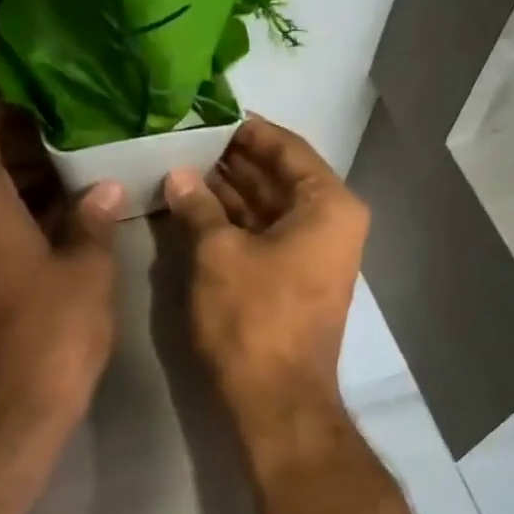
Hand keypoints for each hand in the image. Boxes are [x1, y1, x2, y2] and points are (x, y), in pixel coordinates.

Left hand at [0, 102, 121, 426]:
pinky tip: (57, 211)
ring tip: (67, 166)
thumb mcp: (87, 268)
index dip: (1, 104)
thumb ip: (92, 218)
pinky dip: (7, 205)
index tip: (44, 99)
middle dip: (10, 137)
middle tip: (63, 133)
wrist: (11, 404)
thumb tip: (103, 188)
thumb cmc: (51, 329)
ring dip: (10, 172)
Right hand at [163, 117, 368, 427]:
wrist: (277, 399)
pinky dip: (237, 223)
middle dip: (234, 162)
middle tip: (185, 141)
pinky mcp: (298, 280)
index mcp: (329, 204)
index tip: (207, 115)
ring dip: (231, 192)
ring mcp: (317, 254)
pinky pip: (268, 236)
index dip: (245, 131)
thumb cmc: (254, 318)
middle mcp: (333, 223)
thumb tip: (180, 175)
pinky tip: (199, 208)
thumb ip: (199, 206)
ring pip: (271, 208)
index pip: (287, 148)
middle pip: (280, 177)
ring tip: (184, 169)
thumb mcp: (218, 254)